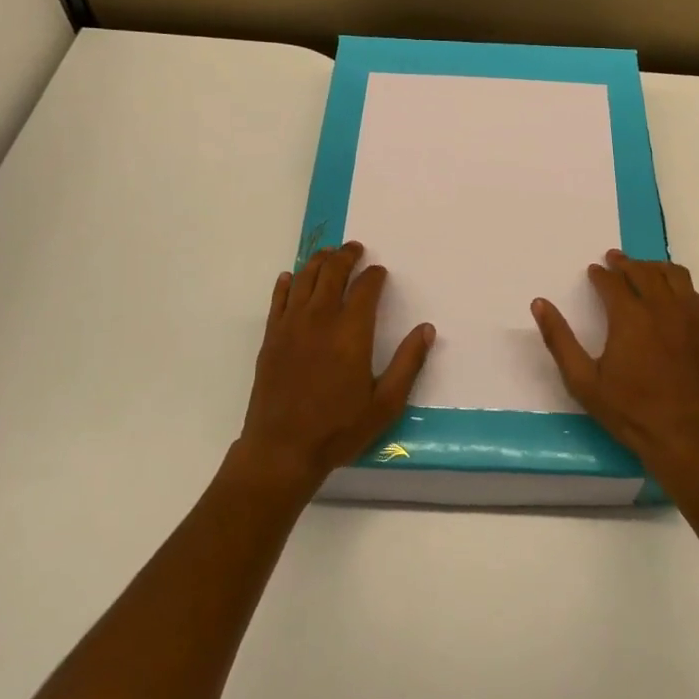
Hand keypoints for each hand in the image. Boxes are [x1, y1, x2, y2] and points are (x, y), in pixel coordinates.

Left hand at [234, 241, 433, 496]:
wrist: (281, 449)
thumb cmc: (338, 429)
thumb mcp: (385, 404)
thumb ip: (408, 363)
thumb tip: (427, 329)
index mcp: (351, 332)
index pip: (365, 287)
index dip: (374, 275)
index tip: (380, 272)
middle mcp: (320, 319)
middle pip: (332, 272)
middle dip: (346, 256)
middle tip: (355, 248)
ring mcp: (291, 325)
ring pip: (304, 278)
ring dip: (318, 261)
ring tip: (329, 254)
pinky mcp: (271, 337)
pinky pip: (278, 299)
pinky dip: (287, 283)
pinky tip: (292, 277)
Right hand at [532, 249, 698, 480]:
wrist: (686, 436)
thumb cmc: (630, 410)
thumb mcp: (583, 381)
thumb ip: (559, 339)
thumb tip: (539, 304)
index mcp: (630, 316)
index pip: (612, 281)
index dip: (600, 274)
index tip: (593, 271)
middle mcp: (661, 307)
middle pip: (643, 271)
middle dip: (625, 263)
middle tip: (613, 259)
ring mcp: (690, 315)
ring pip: (673, 274)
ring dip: (653, 267)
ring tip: (642, 269)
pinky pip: (694, 292)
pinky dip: (679, 285)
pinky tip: (672, 294)